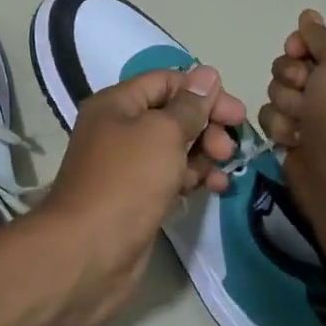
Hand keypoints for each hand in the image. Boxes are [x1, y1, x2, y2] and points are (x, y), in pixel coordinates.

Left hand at [39, 65, 247, 325]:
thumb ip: (189, 105)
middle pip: (172, 114)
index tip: (236, 114)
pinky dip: (192, 177)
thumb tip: (207, 74)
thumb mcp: (163, 133)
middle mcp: (118, 129)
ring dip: (204, 154)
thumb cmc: (127, 181)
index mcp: (116, 104)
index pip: (165, 81)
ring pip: (174, 147)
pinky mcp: (136, 196)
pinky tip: (214, 188)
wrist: (90, 251)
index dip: (202, 91)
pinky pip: (170, 176)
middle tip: (229, 149)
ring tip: (223, 171)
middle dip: (206, 126)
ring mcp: (126, 165)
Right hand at [260, 10, 325, 171]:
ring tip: (300, 120)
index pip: (318, 39)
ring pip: (276, 88)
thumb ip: (321, 35)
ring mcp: (314, 112)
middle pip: (291, 63)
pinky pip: (270, 115)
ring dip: (285, 102)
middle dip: (290, 75)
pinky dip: (279, 125)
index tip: (298, 50)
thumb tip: (308, 15)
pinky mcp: (294, 133)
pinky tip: (293, 137)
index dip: (302, 44)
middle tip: (304, 90)